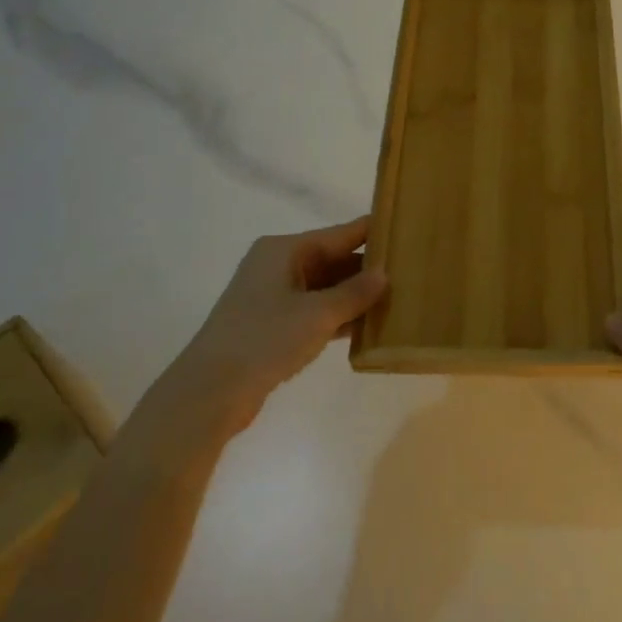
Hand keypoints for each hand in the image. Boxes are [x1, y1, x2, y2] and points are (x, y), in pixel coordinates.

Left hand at [146, 217, 388, 445]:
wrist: (209, 392)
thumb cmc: (264, 340)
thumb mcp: (317, 314)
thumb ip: (355, 293)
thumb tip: (384, 274)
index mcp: (284, 249)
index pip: (339, 233)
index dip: (372, 231)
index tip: (406, 228)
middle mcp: (278, 266)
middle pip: (333, 259)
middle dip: (367, 268)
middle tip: (411, 271)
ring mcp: (273, 297)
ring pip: (325, 288)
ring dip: (355, 296)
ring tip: (398, 298)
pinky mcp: (272, 326)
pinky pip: (315, 311)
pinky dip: (338, 316)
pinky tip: (368, 326)